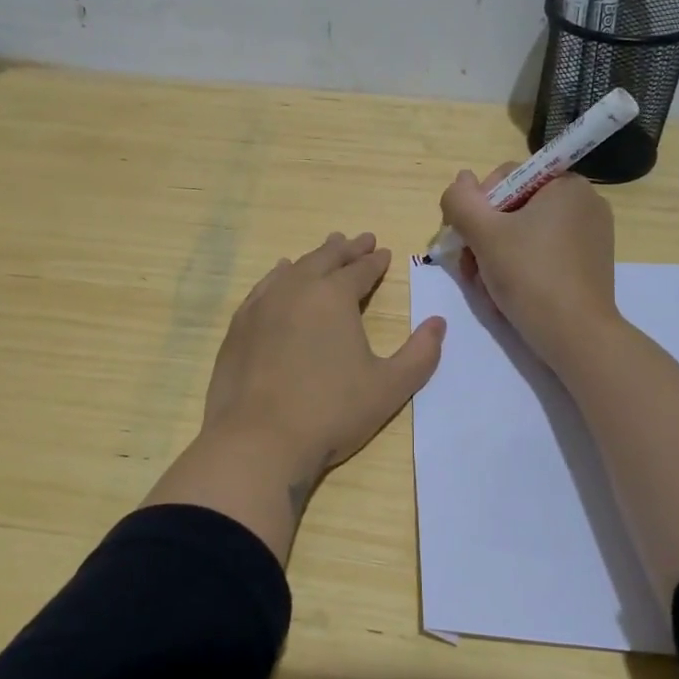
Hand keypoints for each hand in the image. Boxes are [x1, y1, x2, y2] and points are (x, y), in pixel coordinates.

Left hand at [202, 231, 445, 493]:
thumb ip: (420, 354)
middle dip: (346, 249)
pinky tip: (280, 276)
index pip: (360, 269)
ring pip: (293, 269)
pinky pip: (264, 287)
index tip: (383, 252)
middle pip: (325, 258)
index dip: (374, 261)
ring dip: (313, 258)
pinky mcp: (239, 325)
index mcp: (334, 296)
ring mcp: (263, 304)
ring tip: (325, 250)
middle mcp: (297, 288)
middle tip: (360, 240)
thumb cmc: (331, 412)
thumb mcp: (389, 387)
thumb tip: (439, 323)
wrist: (258, 439)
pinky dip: (279, 276)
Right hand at [438, 165, 619, 370]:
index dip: (477, 206)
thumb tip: (461, 179)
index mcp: (566, 185)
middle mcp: (584, 204)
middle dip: (484, 238)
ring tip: (484, 287)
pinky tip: (505, 294)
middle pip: (513, 209)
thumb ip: (461, 201)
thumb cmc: (530, 276)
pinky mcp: (588, 265)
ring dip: (495, 257)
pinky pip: (543, 255)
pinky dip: (519, 269)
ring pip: (524, 235)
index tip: (465, 238)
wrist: (576, 336)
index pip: (506, 178)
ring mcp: (590, 236)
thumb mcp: (484, 234)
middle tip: (469, 268)